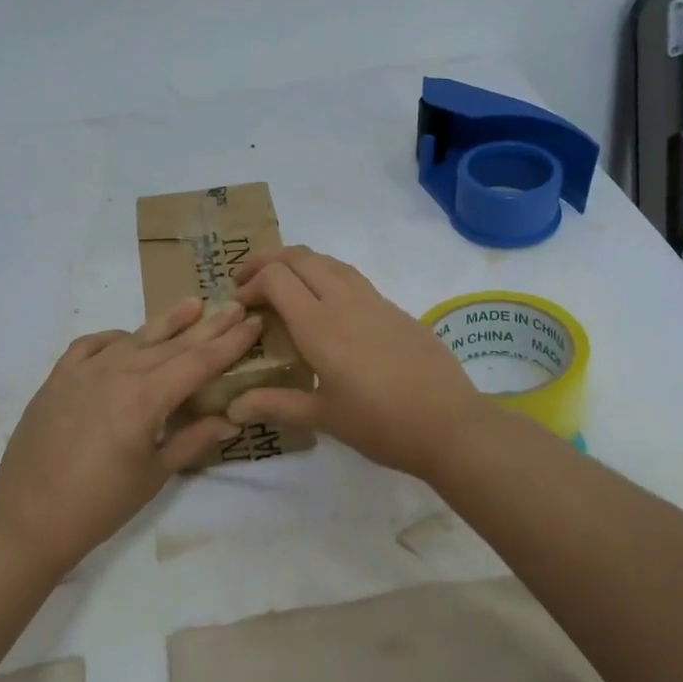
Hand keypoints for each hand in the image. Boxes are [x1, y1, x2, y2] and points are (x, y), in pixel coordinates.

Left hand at [0, 297, 262, 568]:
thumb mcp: (155, 475)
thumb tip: (231, 420)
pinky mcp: (57, 378)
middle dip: (208, 326)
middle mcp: (117, 372)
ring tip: (193, 304)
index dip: (230, 343)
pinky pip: (91, 345)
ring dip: (166, 322)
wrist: (27, 520)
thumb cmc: (100, 505)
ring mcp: (83, 371)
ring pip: (134, 338)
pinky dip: (115, 338)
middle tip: (234, 305)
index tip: (252, 322)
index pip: (199, 362)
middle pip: (172, 344)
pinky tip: (127, 339)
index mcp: (145, 397)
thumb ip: (193, 440)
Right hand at [228, 246, 484, 474]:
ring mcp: (374, 301)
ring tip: (284, 286)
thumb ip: (275, 404)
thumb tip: (232, 407)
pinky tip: (327, 307)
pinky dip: (327, 276)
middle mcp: (344, 301)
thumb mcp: (323, 417)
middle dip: (268, 261)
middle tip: (249, 282)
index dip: (250, 284)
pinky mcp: (395, 309)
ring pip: (329, 261)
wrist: (450, 424)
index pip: (276, 278)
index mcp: (319, 325)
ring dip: (299, 264)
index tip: (239, 306)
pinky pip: (352, 278)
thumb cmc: (381, 424)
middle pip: (300, 256)